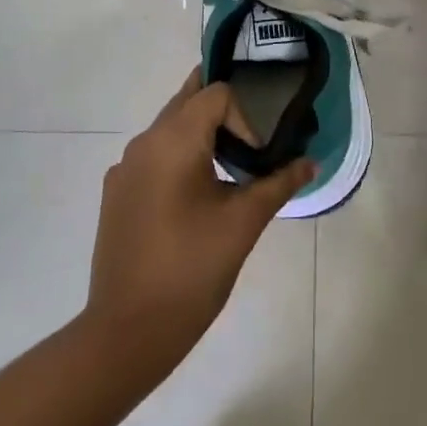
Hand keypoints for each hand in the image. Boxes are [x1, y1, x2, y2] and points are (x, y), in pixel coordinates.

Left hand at [85, 73, 314, 369]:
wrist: (128, 331)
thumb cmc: (192, 270)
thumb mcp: (244, 223)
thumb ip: (278, 183)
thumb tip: (309, 163)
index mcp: (172, 141)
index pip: (215, 94)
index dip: (245, 116)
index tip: (257, 158)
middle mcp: (143, 143)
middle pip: (187, 102)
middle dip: (223, 113)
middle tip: (254, 140)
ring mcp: (124, 169)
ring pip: (169, 130)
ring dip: (201, 136)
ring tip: (230, 171)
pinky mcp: (117, 194)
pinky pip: (153, 157)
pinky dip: (180, 159)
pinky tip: (196, 199)